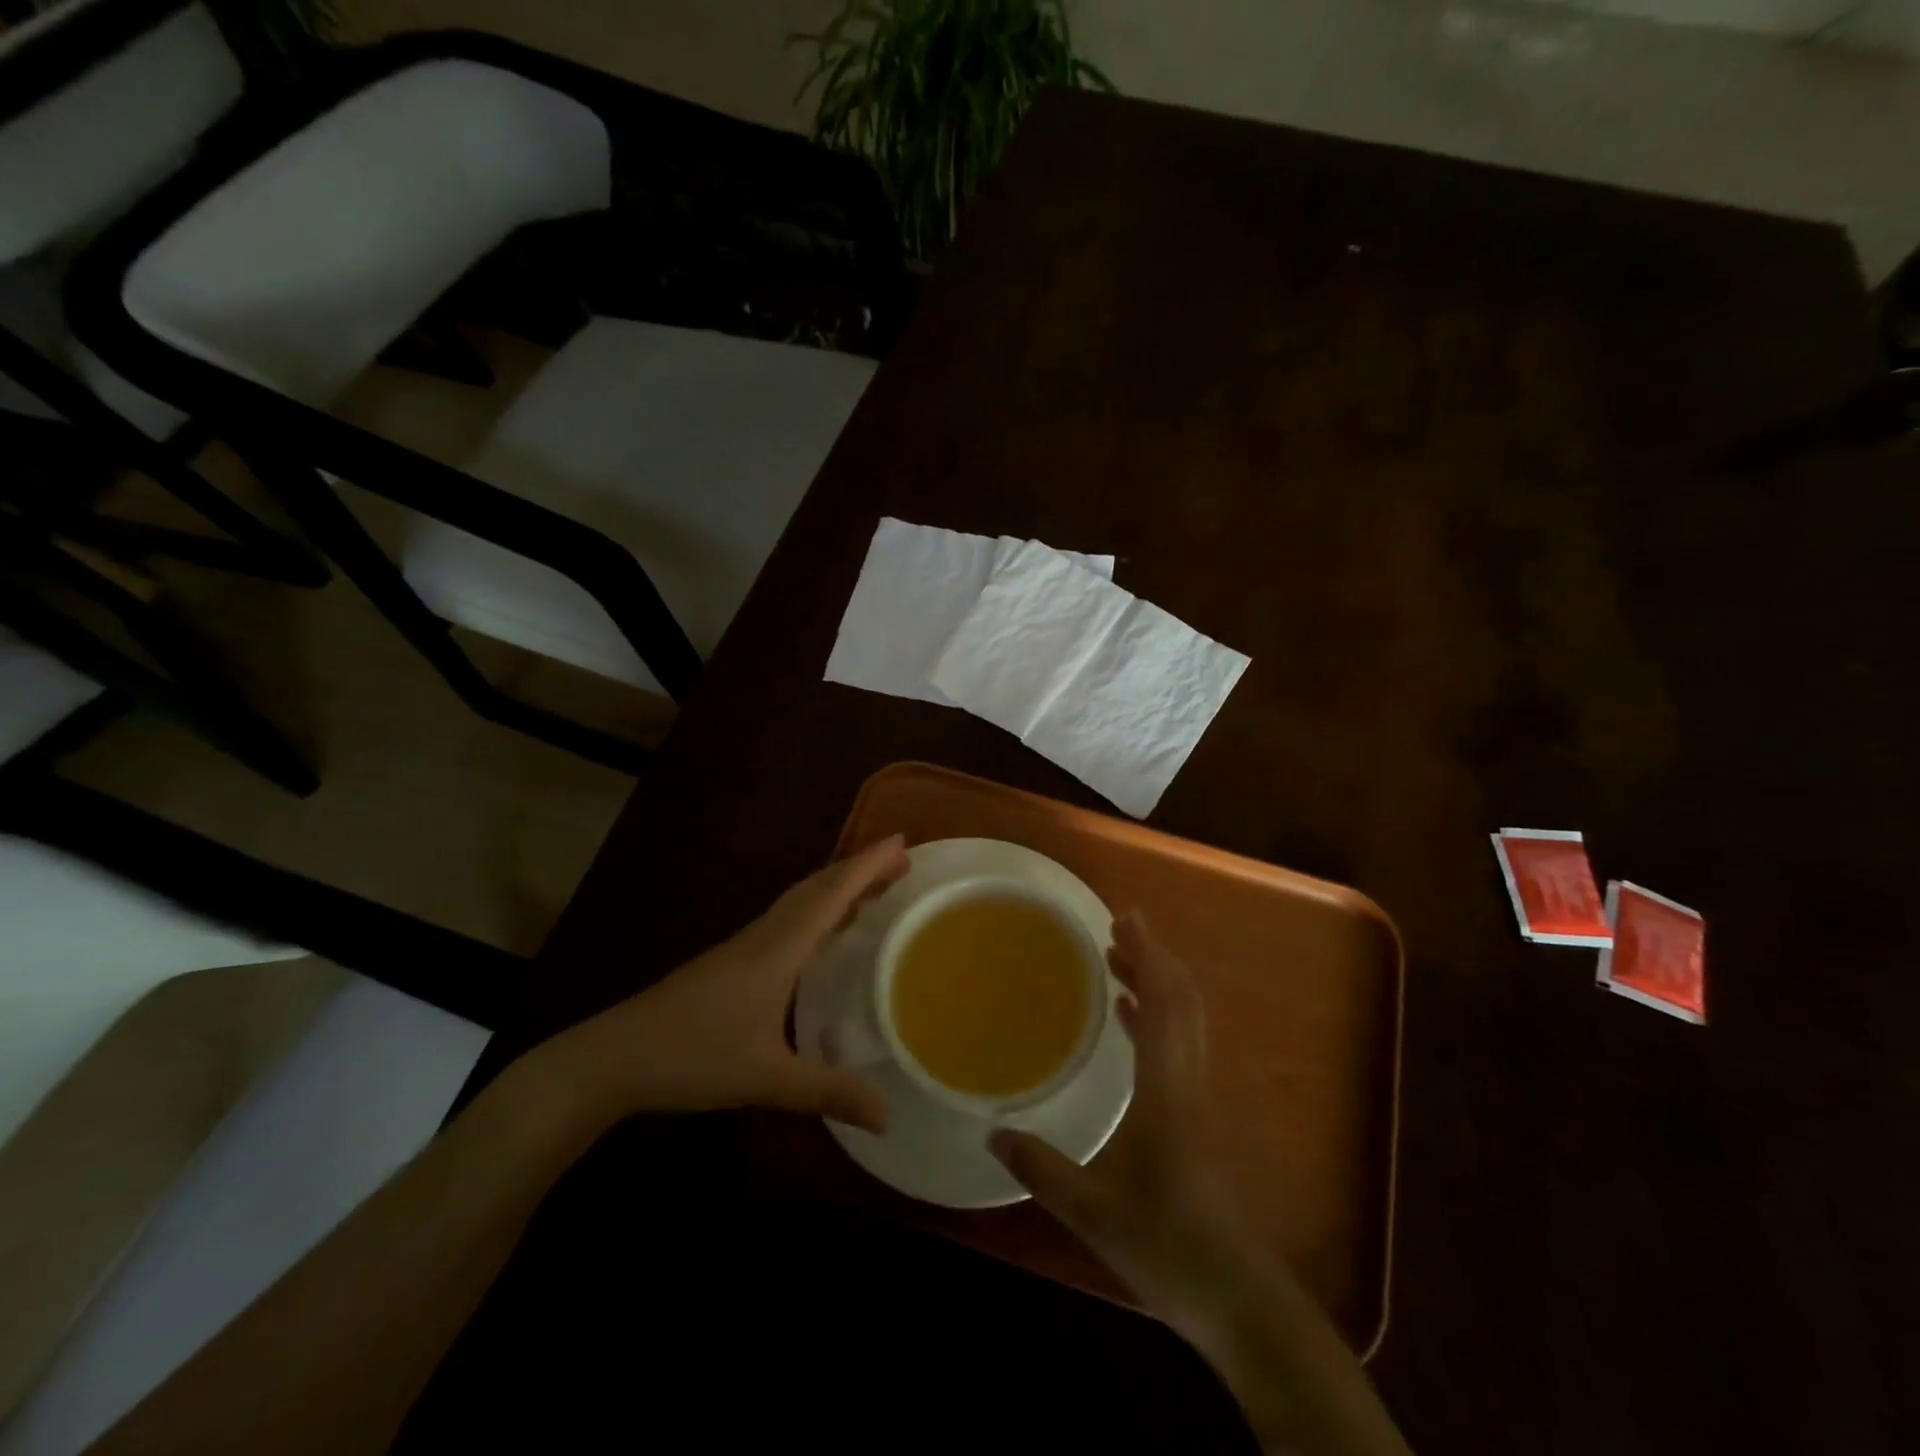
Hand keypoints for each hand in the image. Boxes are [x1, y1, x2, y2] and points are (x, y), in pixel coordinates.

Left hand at [552, 836, 908, 1133]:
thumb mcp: (766, 1080)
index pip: (831, 894)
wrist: (614, 1057)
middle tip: (899, 863)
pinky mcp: (731, 960)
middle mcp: (764, 935)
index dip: (868, 866)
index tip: (902, 842)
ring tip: (872, 890)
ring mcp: (744, 946)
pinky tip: (820, 934)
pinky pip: (786, 918)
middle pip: (817, 887)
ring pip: (799, 900)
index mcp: (778, 948)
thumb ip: (828, 1093)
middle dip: (859, 870)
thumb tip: (887, 1117)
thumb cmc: (693, 1057)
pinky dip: (815, 910)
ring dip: (836, 887)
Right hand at [990, 911, 1252, 1333]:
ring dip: (1157, 982)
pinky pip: (1179, 1045)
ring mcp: (1198, 1099)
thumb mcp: (1094, 1213)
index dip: (1149, 956)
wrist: (1242, 1301)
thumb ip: (1043, 1170)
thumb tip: (993, 1132)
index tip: (1125, 918)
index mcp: (1168, 1091)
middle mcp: (1189, 1082)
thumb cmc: (1169, 1249)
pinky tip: (1131, 1018)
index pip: (1165, 1004)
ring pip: (1185, 1020)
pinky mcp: (1198, 1117)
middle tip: (1117, 927)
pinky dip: (1157, 1016)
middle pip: (1182, 1001)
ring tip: (1119, 958)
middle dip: (1153, 956)